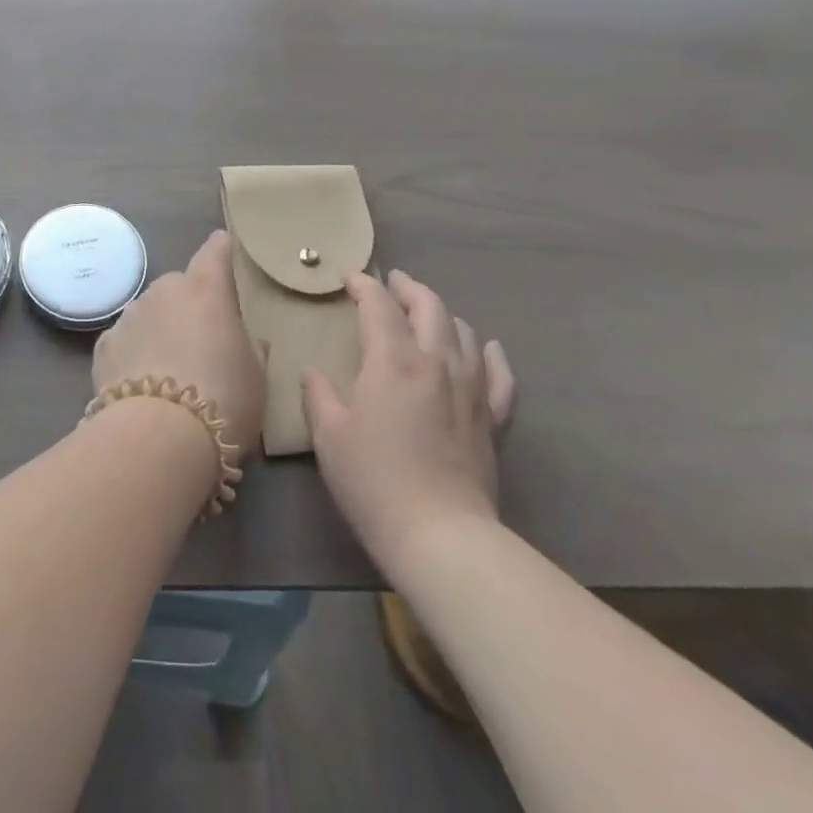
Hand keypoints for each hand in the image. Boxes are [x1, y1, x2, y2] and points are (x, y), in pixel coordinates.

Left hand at [92, 230, 266, 464]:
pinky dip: (135, 354)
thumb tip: (246, 340)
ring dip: (161, 329)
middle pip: (181, 287)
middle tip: (204, 343)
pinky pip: (127, 341)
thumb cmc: (223, 399)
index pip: (216, 250)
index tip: (227, 251)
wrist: (157, 437)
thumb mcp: (257, 377)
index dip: (223, 250)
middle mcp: (164, 290)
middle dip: (191, 306)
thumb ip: (251, 348)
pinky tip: (143, 385)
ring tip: (171, 372)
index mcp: (206, 289)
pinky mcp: (104, 345)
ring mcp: (130, 315)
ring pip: (151, 313)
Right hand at [303, 269, 515, 575]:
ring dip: (442, 314)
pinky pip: (499, 375)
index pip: (379, 306)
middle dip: (408, 288)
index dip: (364, 286)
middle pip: (428, 306)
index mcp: (393, 360)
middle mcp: (436, 362)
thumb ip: (318, 394)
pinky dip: (491, 355)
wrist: (440, 534)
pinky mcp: (491, 419)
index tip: (350, 279)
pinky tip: (488, 347)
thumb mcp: (329, 435)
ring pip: (463, 332)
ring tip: (427, 313)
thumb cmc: (374, 480)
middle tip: (392, 281)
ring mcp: (470, 388)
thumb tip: (313, 372)